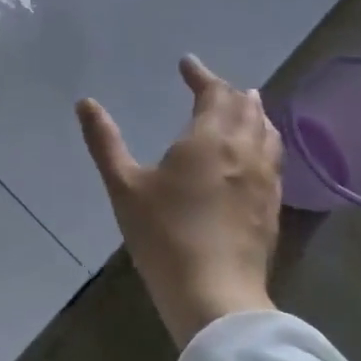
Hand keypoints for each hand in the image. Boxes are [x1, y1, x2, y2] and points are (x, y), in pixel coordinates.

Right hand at [76, 56, 282, 347]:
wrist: (215, 296)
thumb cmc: (164, 236)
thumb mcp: (123, 186)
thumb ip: (104, 141)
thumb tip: (85, 103)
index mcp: (209, 140)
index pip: (215, 94)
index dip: (201, 75)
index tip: (187, 64)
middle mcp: (244, 152)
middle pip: (247, 108)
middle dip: (228, 91)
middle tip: (209, 86)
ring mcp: (265, 181)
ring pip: (267, 132)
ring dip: (252, 113)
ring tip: (240, 108)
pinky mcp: (273, 207)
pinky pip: (274, 158)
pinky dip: (263, 140)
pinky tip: (253, 154)